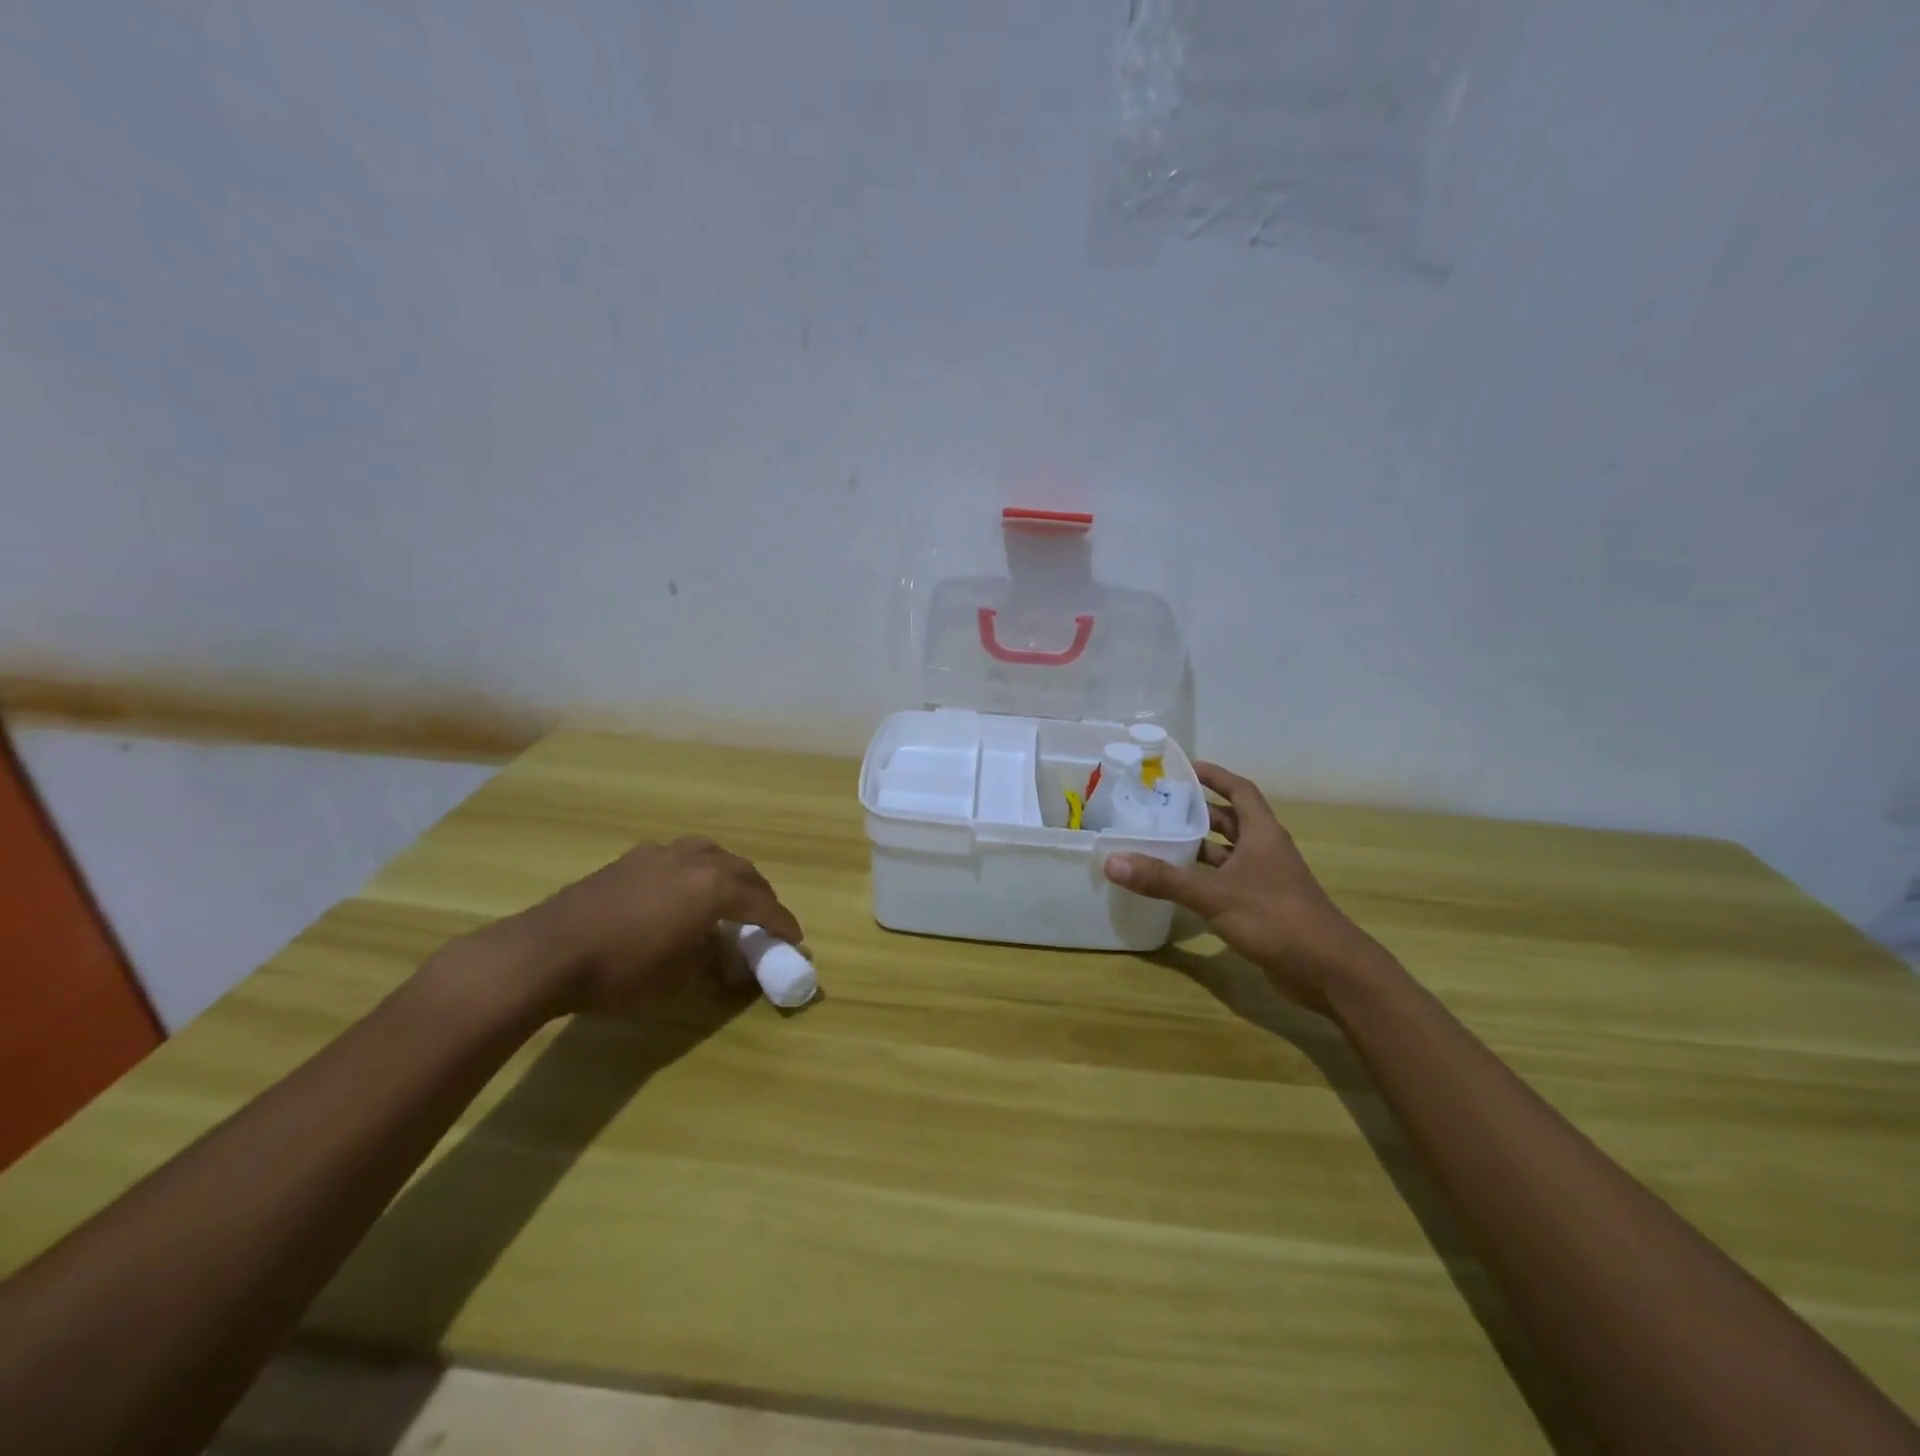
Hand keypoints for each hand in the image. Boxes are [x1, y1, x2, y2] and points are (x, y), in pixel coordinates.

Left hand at [492, 837, 803, 1017]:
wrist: (546, 952)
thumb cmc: (622, 970)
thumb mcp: (678, 978)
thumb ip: (711, 960)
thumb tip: (725, 956)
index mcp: (713, 887)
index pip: (760, 903)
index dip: (781, 922)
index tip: (796, 938)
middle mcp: (693, 860)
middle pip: (741, 870)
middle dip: (759, 893)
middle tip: (765, 917)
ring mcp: (659, 855)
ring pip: (709, 854)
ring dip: (727, 874)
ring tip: (727, 895)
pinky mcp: (629, 860)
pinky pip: (678, 857)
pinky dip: (694, 872)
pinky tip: (680, 892)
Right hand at [1104, 764, 1384, 1012]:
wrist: (1329, 971)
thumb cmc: (1276, 918)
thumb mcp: (1215, 895)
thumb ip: (1164, 879)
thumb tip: (1112, 861)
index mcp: (1262, 833)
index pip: (1239, 790)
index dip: (1214, 775)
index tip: (1183, 768)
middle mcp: (1264, 850)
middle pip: (1229, 820)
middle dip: (1197, 811)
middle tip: (1158, 806)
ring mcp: (1265, 880)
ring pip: (1226, 853)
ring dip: (1198, 847)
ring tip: (1158, 840)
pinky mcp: (1261, 907)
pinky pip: (1226, 881)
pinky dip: (1203, 878)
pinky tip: (1177, 885)